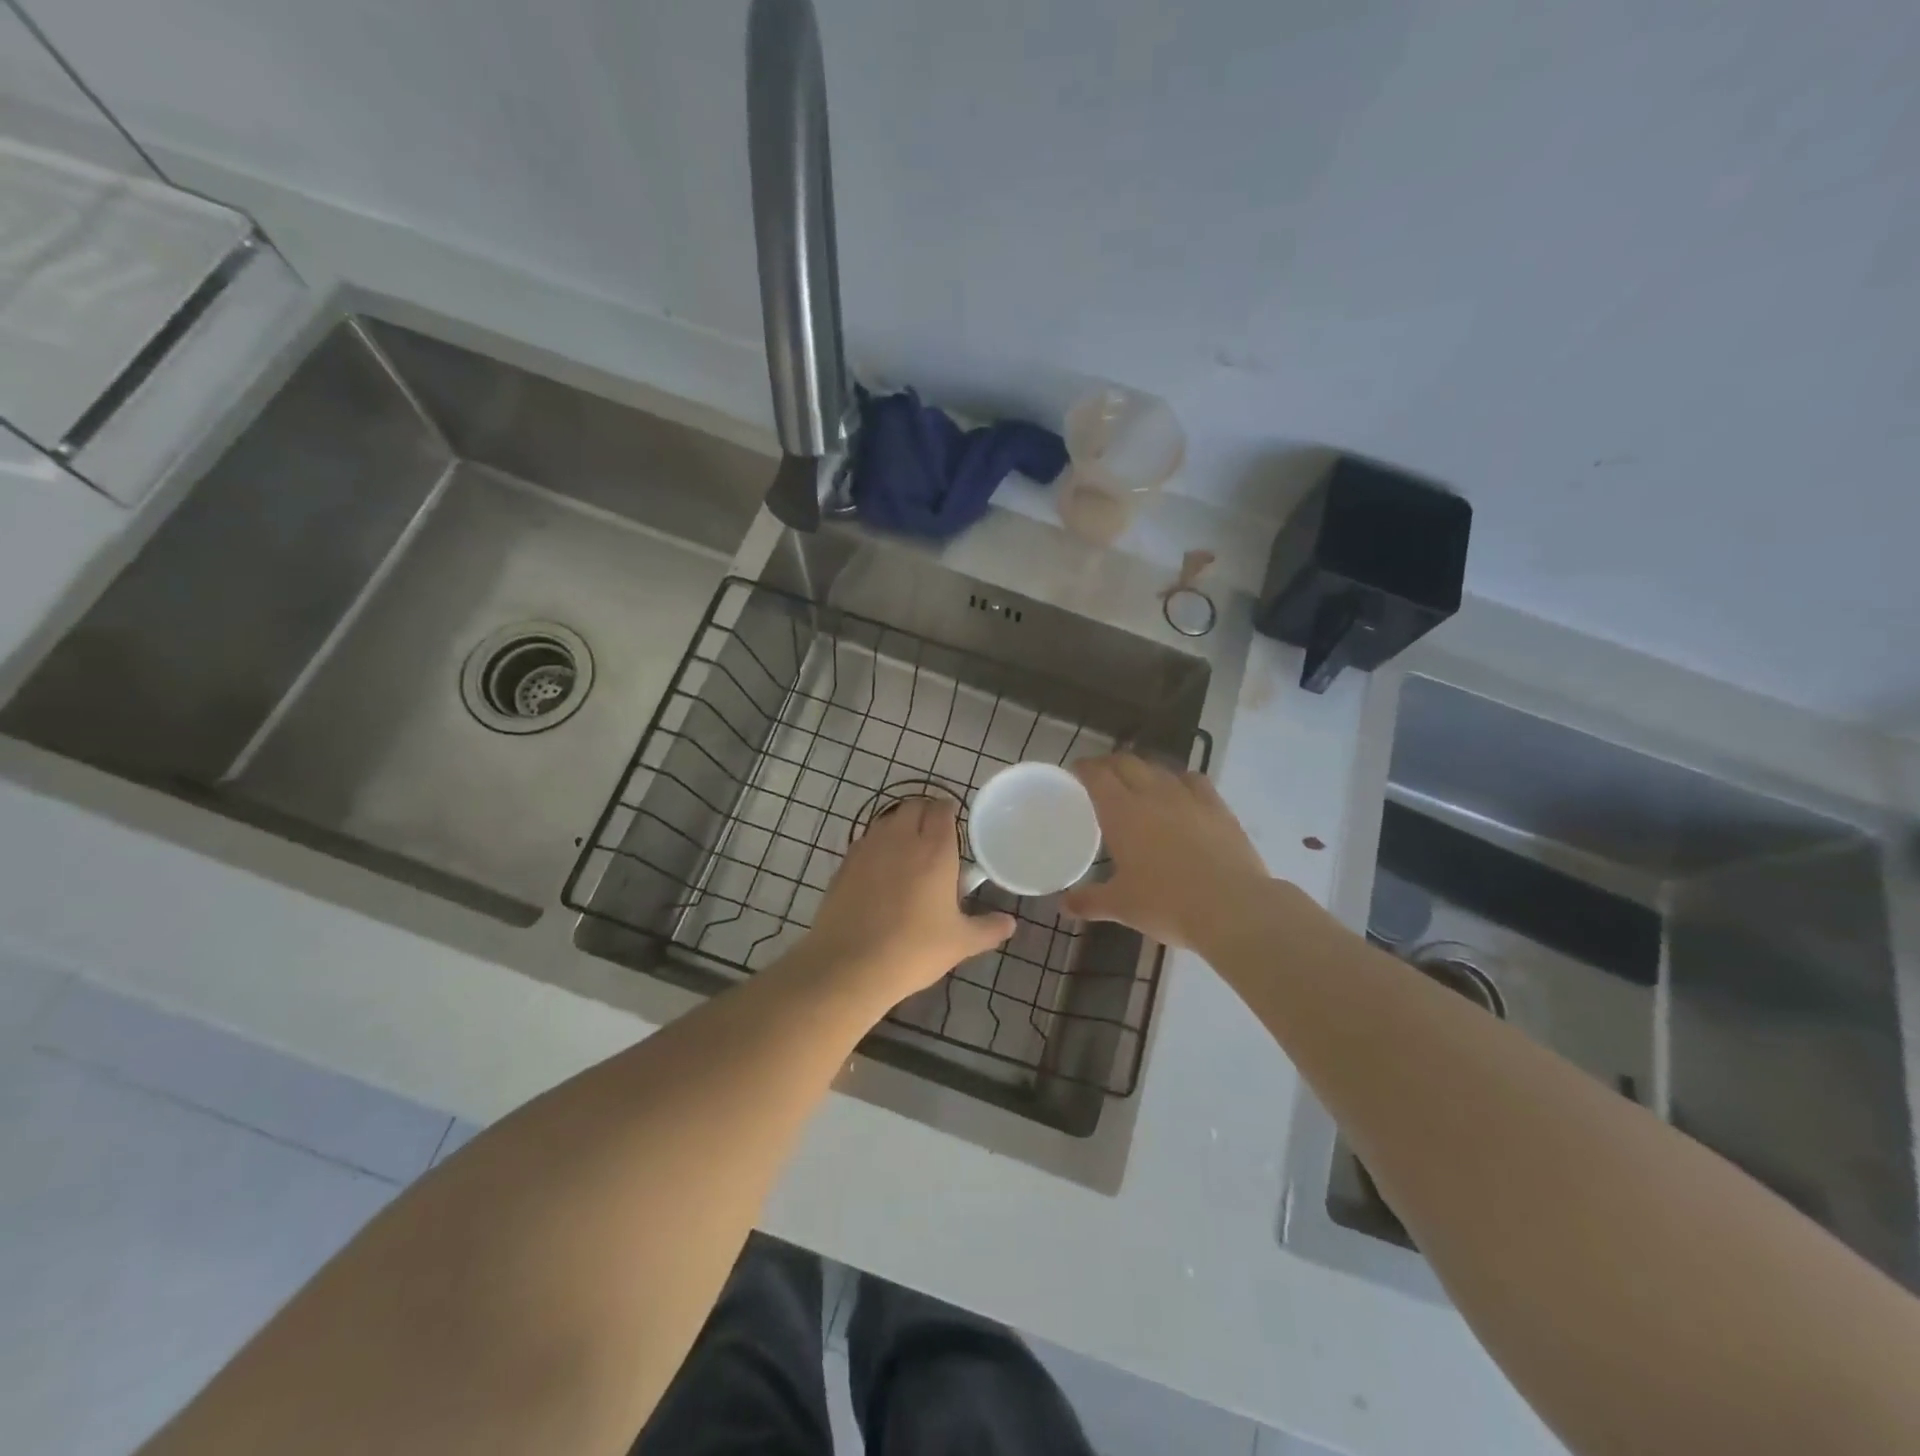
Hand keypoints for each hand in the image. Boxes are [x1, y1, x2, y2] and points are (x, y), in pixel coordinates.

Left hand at [801, 797, 1014, 1003]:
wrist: (849, 965)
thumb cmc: (914, 949)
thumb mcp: (960, 943)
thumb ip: (988, 929)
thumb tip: (1010, 923)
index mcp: (934, 849)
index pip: (942, 809)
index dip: (949, 813)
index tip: (955, 828)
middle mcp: (900, 838)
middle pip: (913, 806)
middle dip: (925, 815)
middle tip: (934, 841)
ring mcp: (868, 848)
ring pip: (887, 820)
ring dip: (900, 828)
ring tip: (908, 856)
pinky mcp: (844, 864)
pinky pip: (866, 842)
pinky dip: (877, 847)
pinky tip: (880, 874)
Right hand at [1064, 753, 1273, 949]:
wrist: (1232, 908)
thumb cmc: (1166, 904)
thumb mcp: (1121, 906)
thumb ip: (1088, 901)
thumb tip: (1063, 906)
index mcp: (1122, 812)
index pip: (1097, 775)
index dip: (1084, 768)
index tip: (1076, 771)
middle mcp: (1153, 794)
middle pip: (1127, 763)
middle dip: (1110, 764)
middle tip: (1101, 776)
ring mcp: (1188, 797)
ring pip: (1160, 768)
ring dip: (1143, 770)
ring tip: (1138, 782)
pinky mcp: (1218, 807)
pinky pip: (1194, 780)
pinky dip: (1180, 780)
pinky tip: (1180, 792)